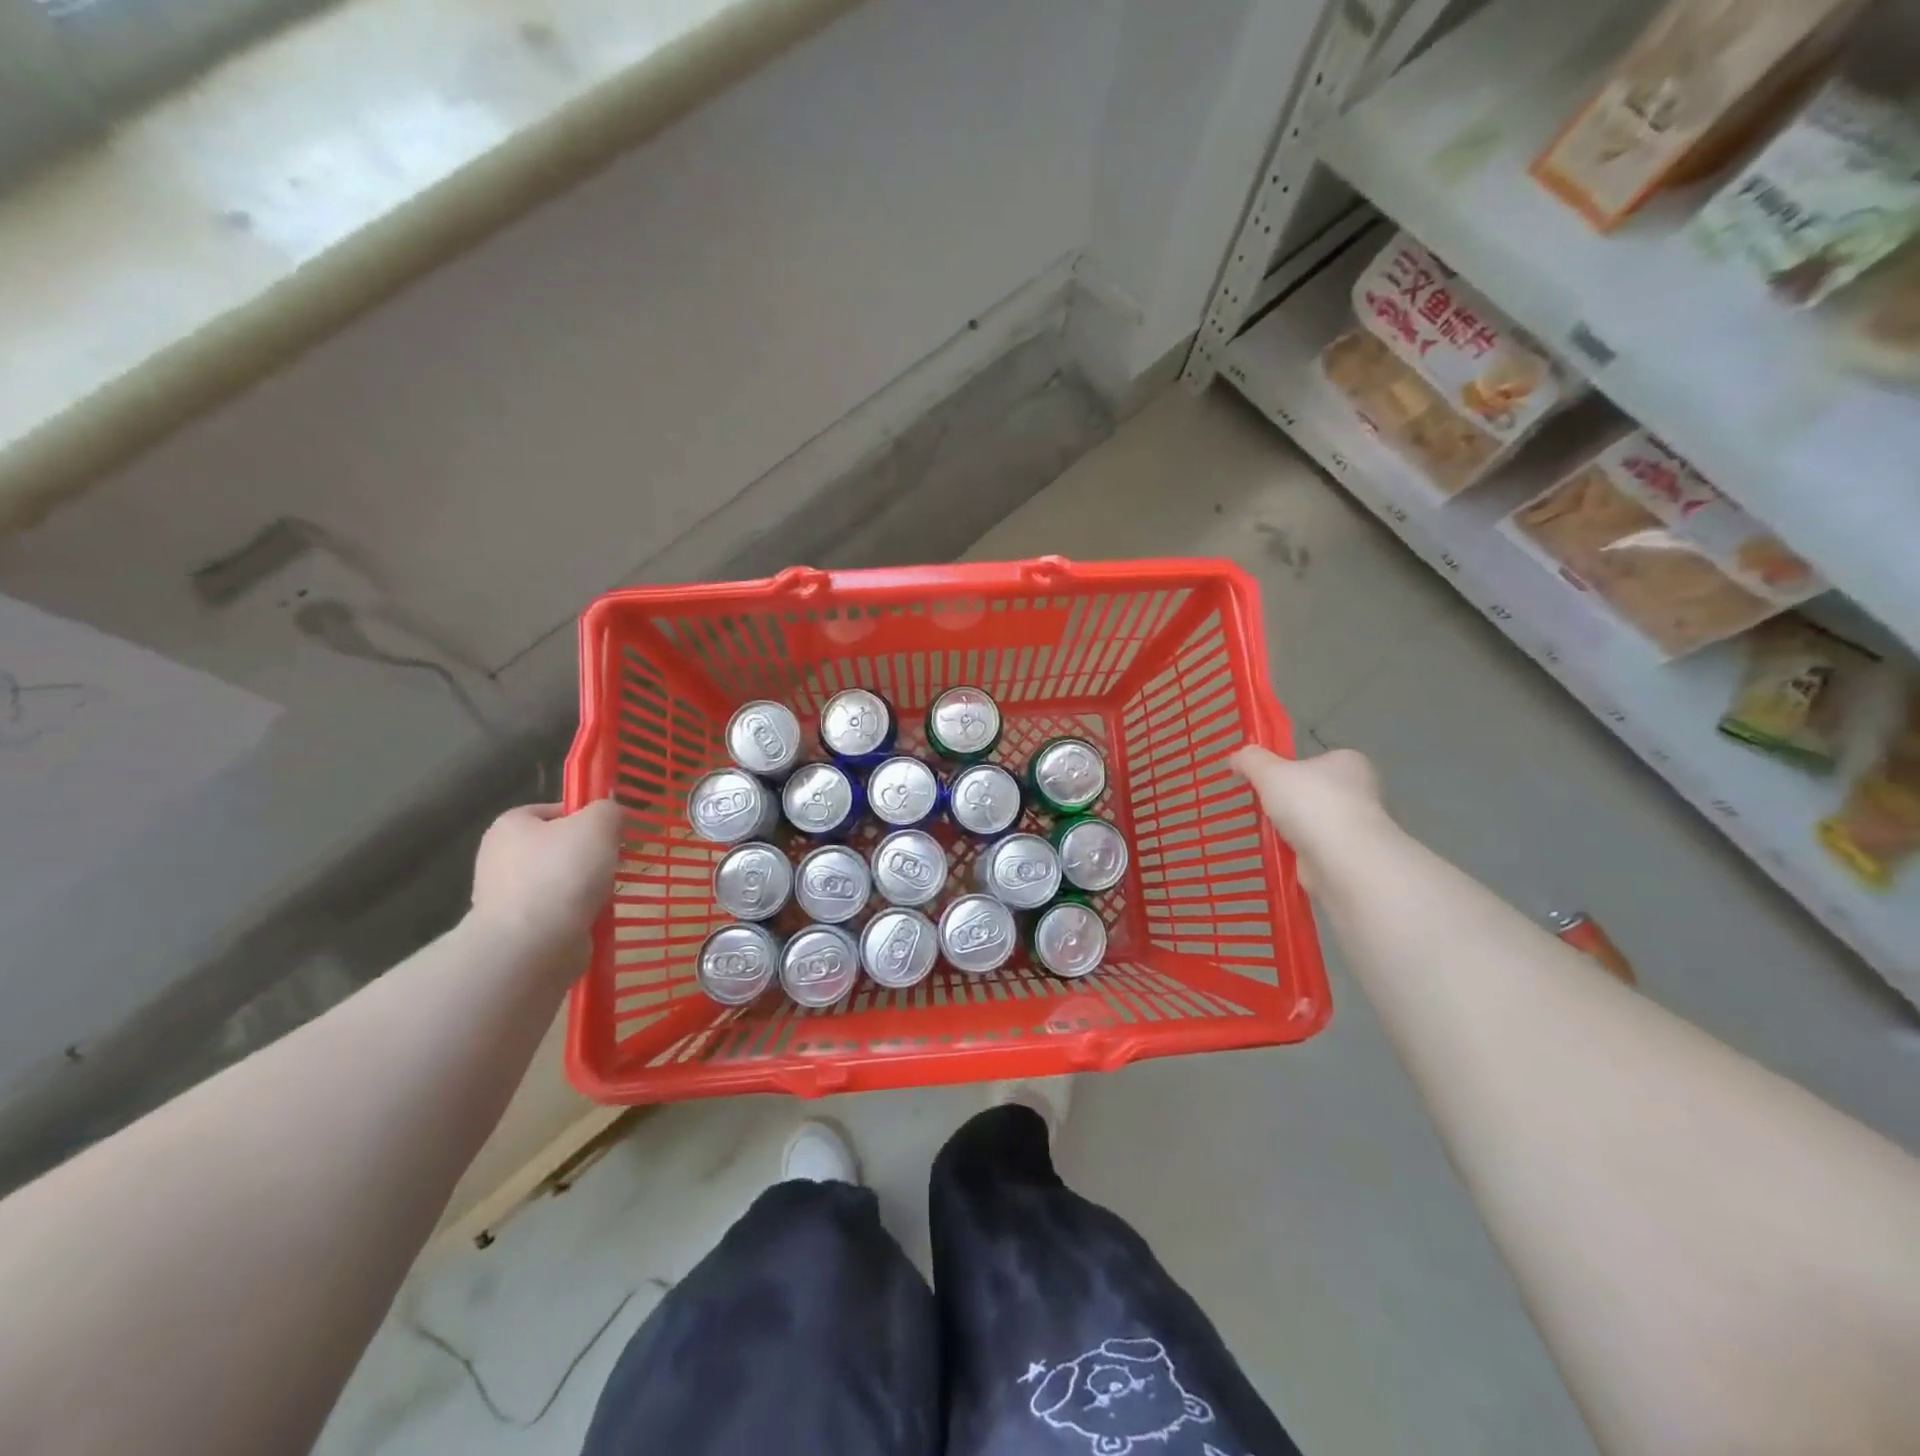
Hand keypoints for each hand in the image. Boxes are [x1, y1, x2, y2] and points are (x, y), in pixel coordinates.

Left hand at [471, 799, 621, 946]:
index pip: (555, 810)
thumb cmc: (563, 873)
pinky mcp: (519, 928)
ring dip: (588, 887)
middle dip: (591, 855)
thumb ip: (609, 810)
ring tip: (607, 893)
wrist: (532, 945)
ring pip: (562, 881)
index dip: (587, 816)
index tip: (611, 833)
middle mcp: (501, 857)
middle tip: (615, 862)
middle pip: (561, 846)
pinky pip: (559, 911)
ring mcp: (507, 895)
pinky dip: (579, 913)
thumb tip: (612, 816)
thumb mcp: (598, 823)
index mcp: (511, 825)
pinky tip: (595, 916)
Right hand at [1230, 745, 1389, 890]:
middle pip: (1314, 791)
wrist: (1341, 859)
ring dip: (1292, 829)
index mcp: (1347, 762)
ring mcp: (1356, 826)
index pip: (1316, 760)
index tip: (1265, 780)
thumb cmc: (1310, 803)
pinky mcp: (1349, 856)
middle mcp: (1359, 791)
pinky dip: (1296, 853)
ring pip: (1314, 822)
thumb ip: (1251, 760)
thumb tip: (1236, 758)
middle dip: (1289, 801)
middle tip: (1261, 806)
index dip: (1290, 768)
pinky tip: (1277, 855)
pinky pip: (1314, 849)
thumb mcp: (1269, 772)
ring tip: (1264, 832)